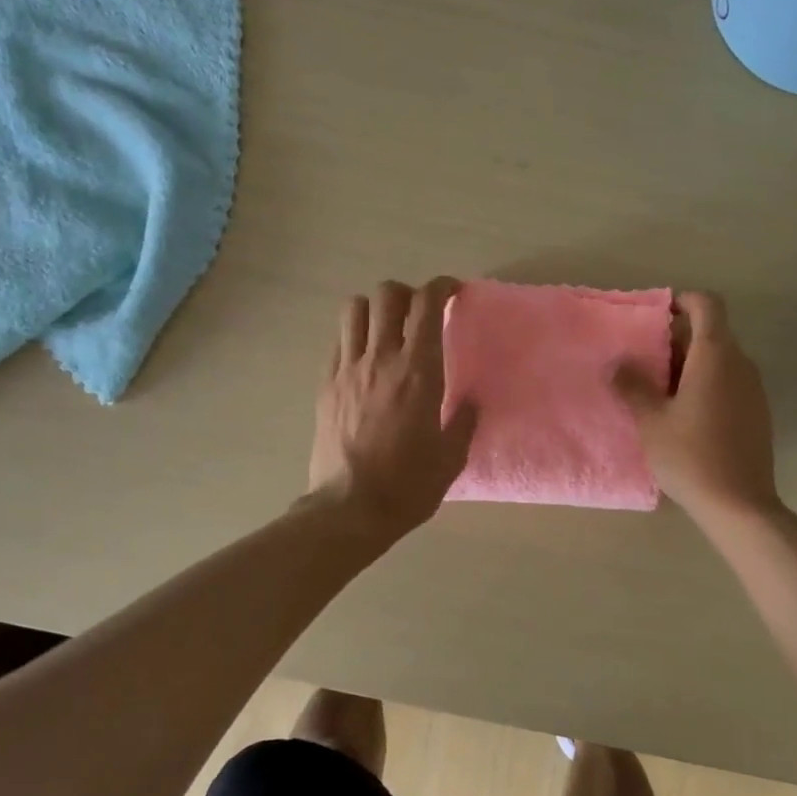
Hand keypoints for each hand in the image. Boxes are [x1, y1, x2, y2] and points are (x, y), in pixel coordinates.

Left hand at [309, 278, 477, 538]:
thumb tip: (471, 400)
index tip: (453, 291)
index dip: (441, 286)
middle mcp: (381, 359)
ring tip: (387, 330)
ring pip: (354, 309)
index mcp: (418, 371)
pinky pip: (339, 341)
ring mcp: (347, 369)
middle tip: (420, 313)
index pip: (427, 305)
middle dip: (407, 293)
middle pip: (387, 295)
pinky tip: (366, 359)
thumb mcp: (451, 457)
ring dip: (375, 309)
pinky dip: (354, 336)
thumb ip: (464, 420)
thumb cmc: (408, 485)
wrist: (349, 509)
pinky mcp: (326, 385)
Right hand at [616, 291, 780, 526]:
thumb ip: (633, 385)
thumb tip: (619, 364)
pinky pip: (729, 383)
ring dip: (690, 365)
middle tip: (645, 361)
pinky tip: (684, 416)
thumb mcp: (650, 420)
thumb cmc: (690, 455)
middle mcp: (740, 364)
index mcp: (715, 356)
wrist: (739, 504)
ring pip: (720, 360)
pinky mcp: (757, 413)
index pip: (708, 305)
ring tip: (659, 391)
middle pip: (712, 333)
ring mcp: (753, 390)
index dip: (683, 300)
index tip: (657, 316)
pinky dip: (706, 385)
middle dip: (678, 339)